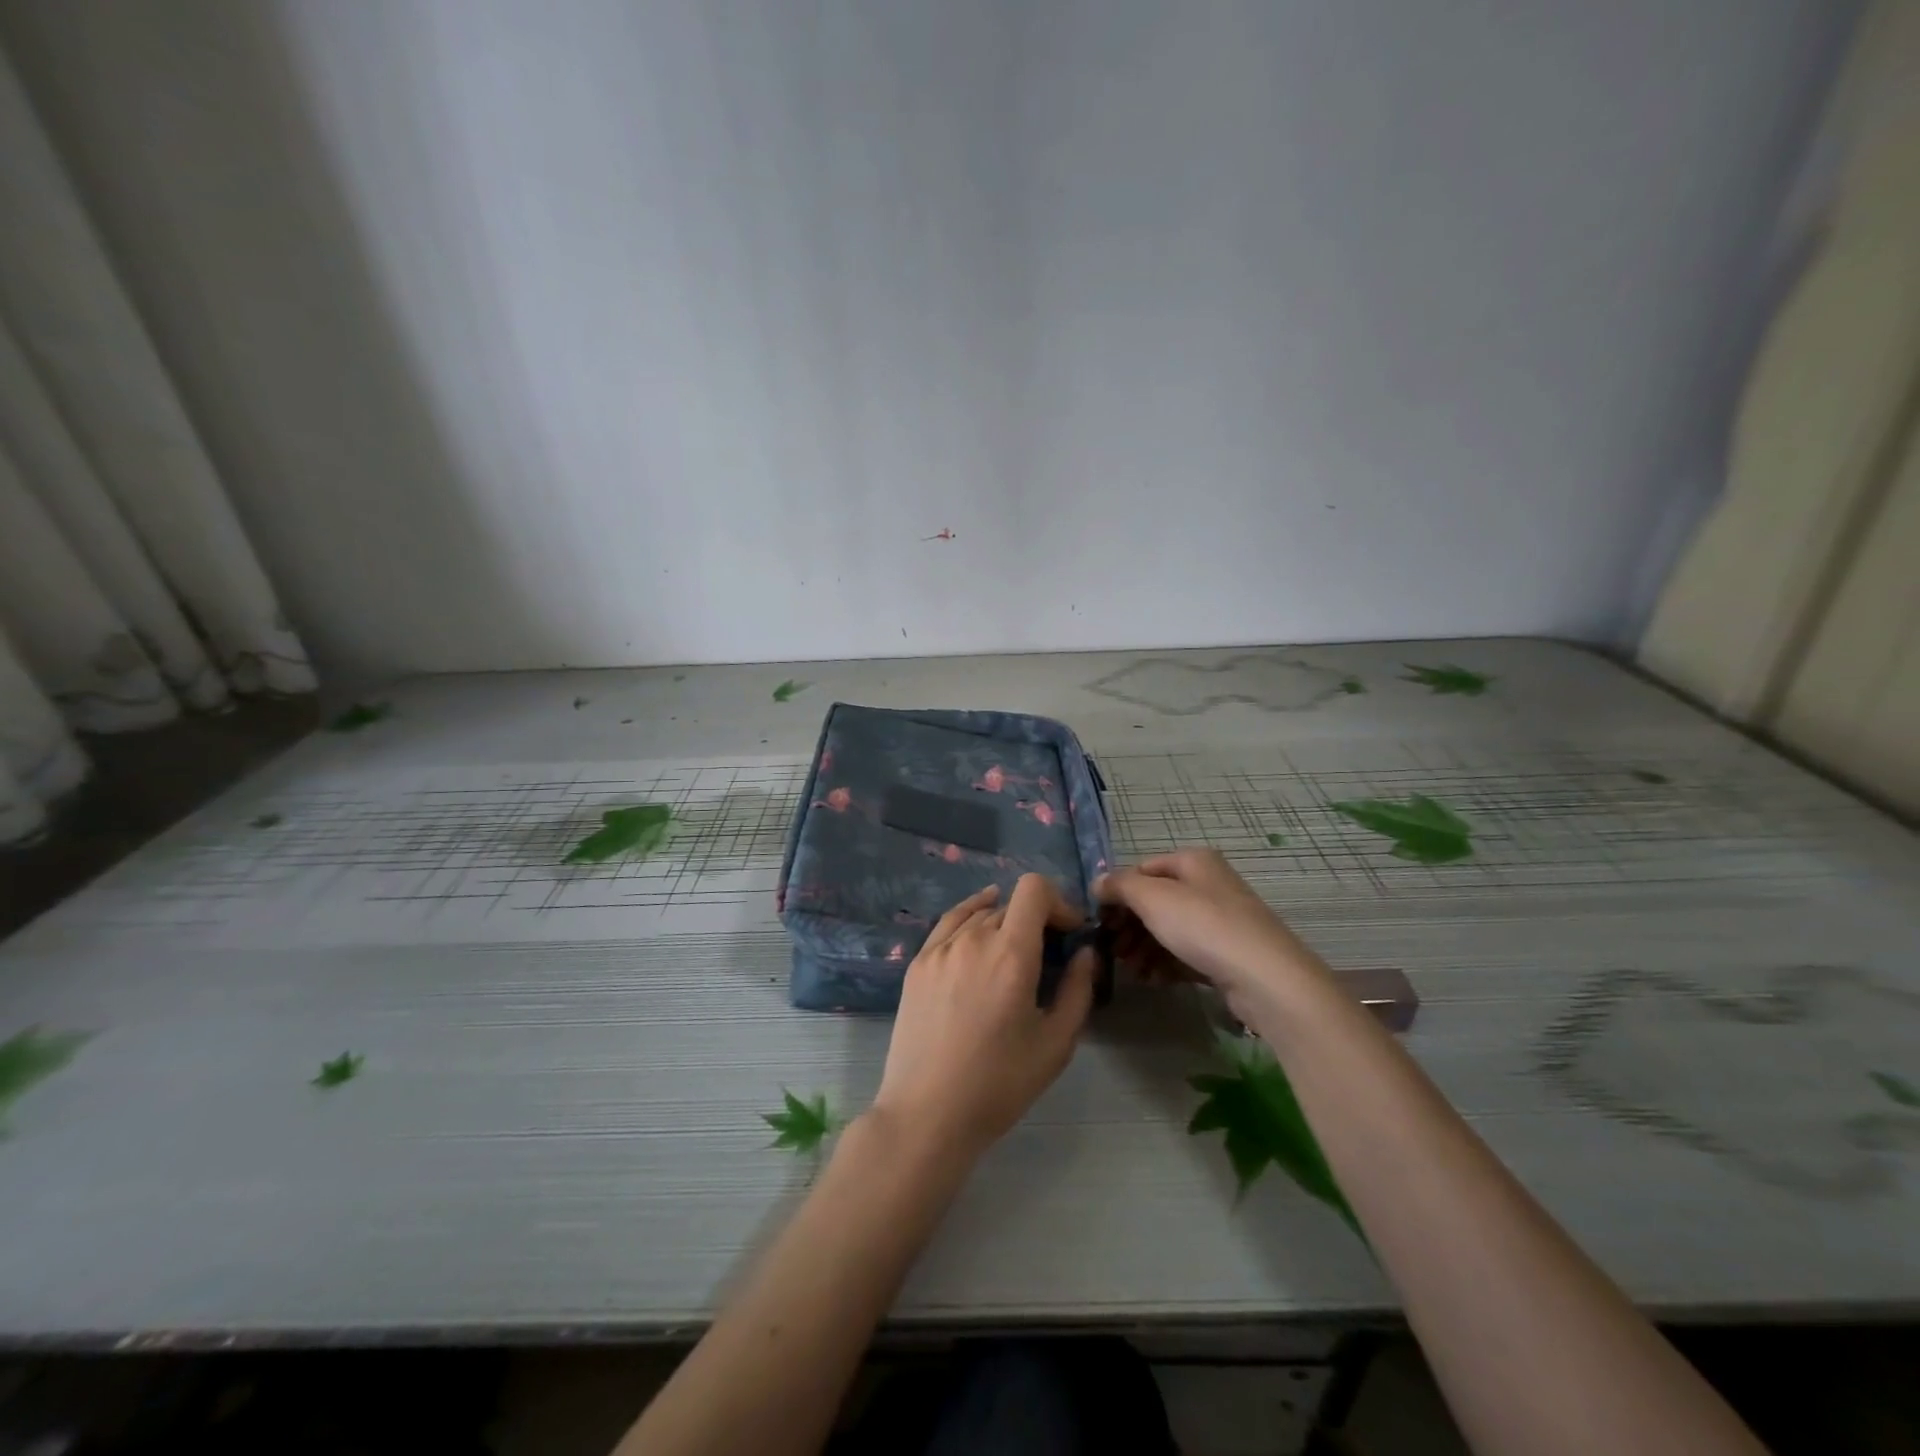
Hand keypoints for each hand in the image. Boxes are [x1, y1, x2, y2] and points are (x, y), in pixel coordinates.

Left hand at [872, 876, 1097, 1163]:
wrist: (926, 1113)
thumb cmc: (999, 1084)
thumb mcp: (1055, 1044)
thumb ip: (1078, 990)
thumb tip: (1085, 952)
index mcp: (1011, 953)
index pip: (1034, 889)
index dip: (1058, 902)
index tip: (1069, 933)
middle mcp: (973, 939)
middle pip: (1010, 905)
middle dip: (1035, 920)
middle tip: (1047, 955)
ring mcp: (939, 949)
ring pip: (980, 914)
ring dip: (1003, 923)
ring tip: (1011, 953)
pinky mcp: (917, 963)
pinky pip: (949, 925)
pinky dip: (969, 918)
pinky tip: (977, 931)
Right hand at [1094, 849, 1323, 1019]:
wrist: (1265, 978)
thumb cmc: (1203, 926)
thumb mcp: (1152, 898)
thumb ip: (1119, 886)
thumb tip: (1098, 882)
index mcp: (1193, 862)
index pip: (1141, 870)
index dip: (1117, 893)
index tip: (1099, 921)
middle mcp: (1207, 885)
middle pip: (1155, 901)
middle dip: (1129, 926)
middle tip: (1112, 951)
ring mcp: (1220, 921)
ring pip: (1169, 930)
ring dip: (1143, 949)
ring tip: (1131, 971)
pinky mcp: (1227, 954)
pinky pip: (1186, 953)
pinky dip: (1165, 964)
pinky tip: (1153, 981)